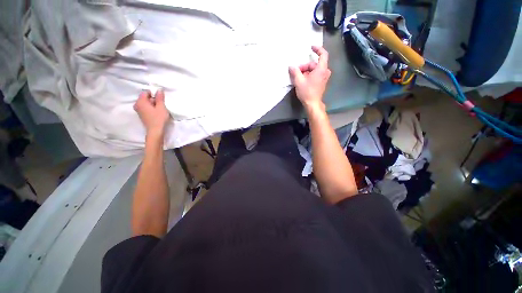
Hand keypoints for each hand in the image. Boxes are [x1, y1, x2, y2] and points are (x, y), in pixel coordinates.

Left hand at [134, 90, 170, 137]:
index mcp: (140, 101)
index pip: (146, 92)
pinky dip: (151, 108)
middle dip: (153, 99)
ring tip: (160, 109)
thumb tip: (159, 90)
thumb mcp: (161, 107)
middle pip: (145, 98)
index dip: (154, 94)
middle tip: (161, 105)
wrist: (155, 131)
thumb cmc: (159, 118)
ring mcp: (138, 110)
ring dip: (153, 104)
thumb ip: (160, 98)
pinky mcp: (141, 115)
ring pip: (146, 103)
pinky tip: (156, 113)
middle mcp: (137, 104)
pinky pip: (145, 108)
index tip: (161, 99)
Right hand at [289, 46, 330, 110]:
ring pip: (315, 70)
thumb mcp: (299, 81)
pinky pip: (316, 75)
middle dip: (305, 66)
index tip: (311, 47)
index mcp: (321, 69)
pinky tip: (303, 80)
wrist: (313, 104)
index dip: (318, 49)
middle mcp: (325, 72)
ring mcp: (324, 78)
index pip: (323, 54)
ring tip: (298, 77)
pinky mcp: (322, 82)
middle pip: (315, 64)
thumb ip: (295, 72)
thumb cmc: (307, 92)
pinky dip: (309, 75)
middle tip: (297, 72)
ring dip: (306, 71)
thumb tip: (291, 66)